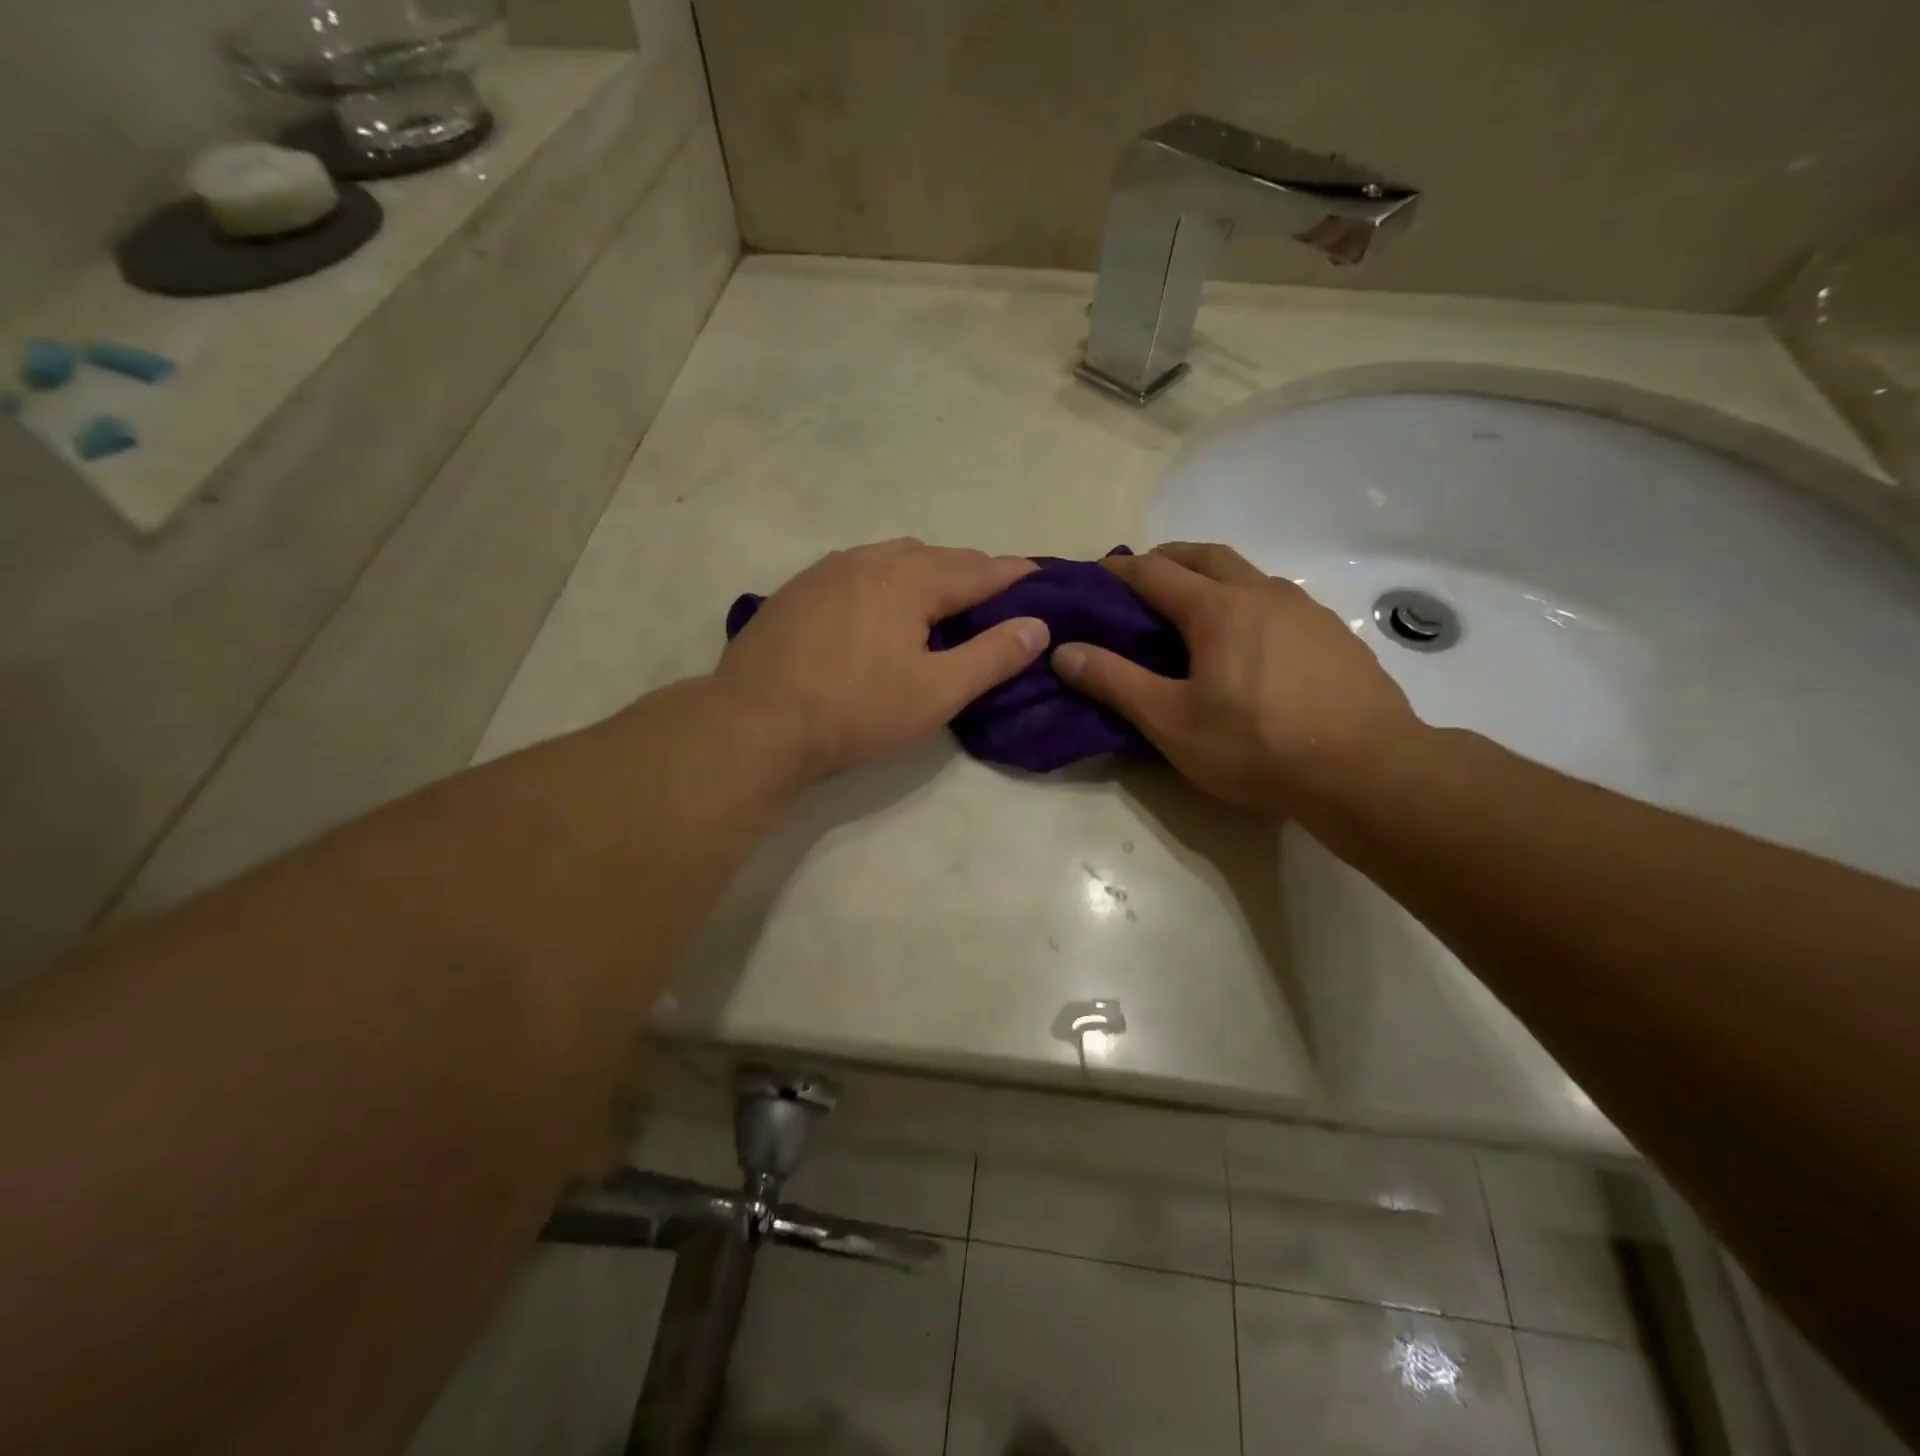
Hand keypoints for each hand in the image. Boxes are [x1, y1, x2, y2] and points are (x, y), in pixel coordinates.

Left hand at [715, 539, 1048, 781]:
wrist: (755, 722)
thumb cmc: (856, 710)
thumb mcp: (937, 693)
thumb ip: (992, 657)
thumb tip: (1037, 625)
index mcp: (910, 579)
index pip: (979, 569)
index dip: (1013, 574)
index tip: (1039, 577)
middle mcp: (870, 559)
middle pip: (936, 556)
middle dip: (971, 572)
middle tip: (994, 598)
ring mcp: (828, 570)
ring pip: (893, 558)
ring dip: (926, 572)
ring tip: (939, 600)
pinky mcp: (798, 590)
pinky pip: (858, 570)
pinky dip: (885, 580)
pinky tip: (879, 608)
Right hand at [1051, 543, 1423, 816]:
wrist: (1368, 770)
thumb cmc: (1257, 746)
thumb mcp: (1172, 722)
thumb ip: (1115, 683)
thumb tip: (1063, 651)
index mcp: (1217, 608)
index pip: (1153, 571)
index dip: (1117, 571)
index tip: (1091, 576)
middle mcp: (1261, 592)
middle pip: (1204, 555)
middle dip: (1165, 559)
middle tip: (1139, 583)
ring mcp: (1304, 610)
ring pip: (1246, 574)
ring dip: (1209, 578)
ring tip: (1190, 612)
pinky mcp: (1332, 633)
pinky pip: (1276, 601)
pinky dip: (1245, 602)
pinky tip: (1246, 644)